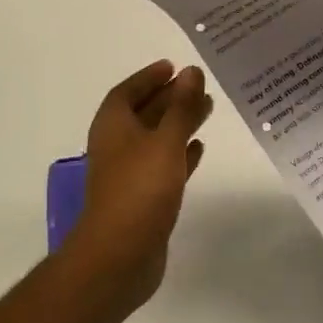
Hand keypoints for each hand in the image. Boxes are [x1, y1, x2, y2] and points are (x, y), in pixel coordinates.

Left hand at [63, 61, 213, 315]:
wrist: (120, 256)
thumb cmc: (139, 189)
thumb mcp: (165, 141)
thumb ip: (181, 107)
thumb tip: (192, 72)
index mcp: (113, 125)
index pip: (128, 91)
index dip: (149, 77)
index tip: (174, 66)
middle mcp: (117, 145)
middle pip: (144, 112)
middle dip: (170, 98)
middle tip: (200, 86)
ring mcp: (129, 173)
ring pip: (156, 138)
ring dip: (179, 123)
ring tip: (208, 109)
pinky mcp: (143, 198)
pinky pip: (163, 165)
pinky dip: (180, 153)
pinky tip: (199, 148)